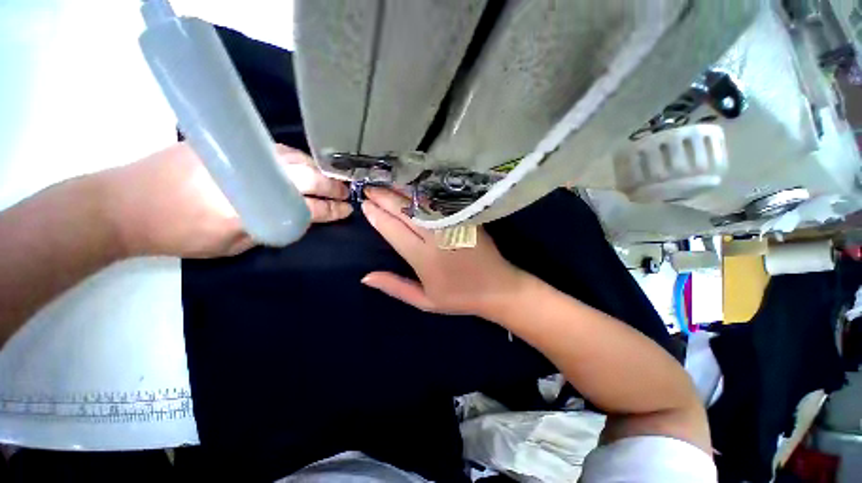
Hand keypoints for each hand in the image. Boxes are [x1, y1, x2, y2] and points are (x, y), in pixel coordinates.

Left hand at [99, 142, 351, 257]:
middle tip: (345, 191)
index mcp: (253, 209)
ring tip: (329, 178)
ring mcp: (241, 155)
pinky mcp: (229, 143)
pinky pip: (276, 149)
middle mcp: (252, 177)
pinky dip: (296, 157)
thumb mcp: (231, 245)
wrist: (125, 203)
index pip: (308, 208)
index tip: (347, 210)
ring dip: (317, 168)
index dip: (331, 210)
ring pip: (294, 158)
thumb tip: (297, 220)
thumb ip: (269, 231)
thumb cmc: (178, 234)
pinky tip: (302, 164)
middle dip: (332, 185)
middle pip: (307, 177)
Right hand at [360, 187, 526, 317]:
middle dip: (385, 198)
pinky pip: (439, 203)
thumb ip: (395, 287)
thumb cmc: (459, 297)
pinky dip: (422, 194)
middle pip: (406, 212)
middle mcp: (436, 237)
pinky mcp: (465, 218)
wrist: (498, 288)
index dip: (378, 216)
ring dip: (402, 192)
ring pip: (422, 203)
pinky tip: (412, 189)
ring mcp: (452, 224)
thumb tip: (366, 276)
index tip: (365, 205)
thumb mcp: (424, 301)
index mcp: (424, 258)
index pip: (394, 231)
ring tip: (386, 183)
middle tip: (370, 189)